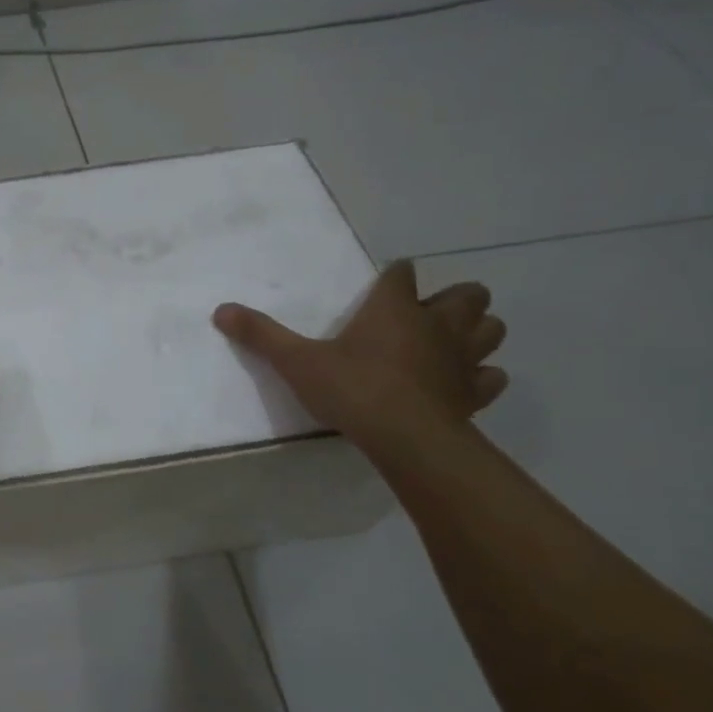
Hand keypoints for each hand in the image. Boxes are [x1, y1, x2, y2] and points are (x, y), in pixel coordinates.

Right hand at [213, 261, 507, 447]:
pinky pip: (491, 376)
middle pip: (469, 294)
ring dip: (476, 331)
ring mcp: (462, 358)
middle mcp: (436, 324)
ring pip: (491, 329)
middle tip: (426, 314)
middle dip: (455, 298)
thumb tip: (220, 310)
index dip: (395, 276)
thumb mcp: (297, 361)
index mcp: (394, 308)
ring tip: (449, 343)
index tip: (386, 284)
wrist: (405, 437)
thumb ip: (261, 335)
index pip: (402, 274)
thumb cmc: (352, 388)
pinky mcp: (474, 392)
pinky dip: (481, 376)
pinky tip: (461, 383)